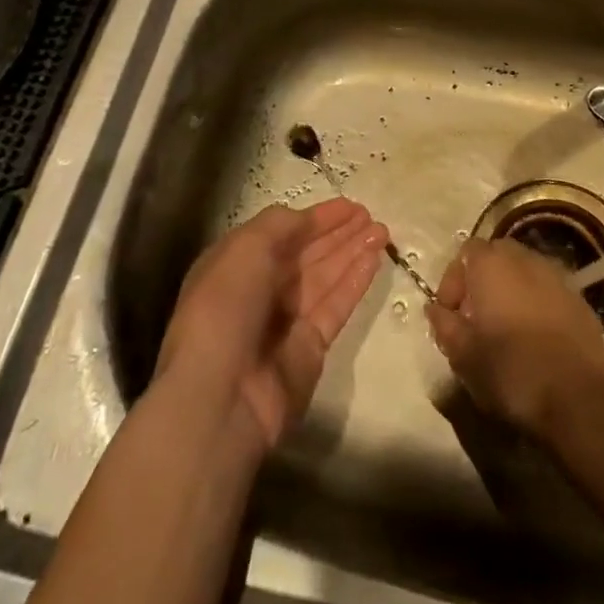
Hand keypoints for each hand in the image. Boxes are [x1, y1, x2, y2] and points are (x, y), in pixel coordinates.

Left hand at [158, 199, 387, 454]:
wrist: (220, 397)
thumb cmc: (225, 310)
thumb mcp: (244, 250)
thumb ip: (279, 226)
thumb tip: (306, 219)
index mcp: (236, 265)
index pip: (281, 234)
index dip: (315, 218)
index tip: (349, 206)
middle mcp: (260, 290)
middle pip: (306, 254)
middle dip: (338, 234)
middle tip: (371, 216)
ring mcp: (286, 321)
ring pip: (325, 277)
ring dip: (352, 252)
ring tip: (383, 231)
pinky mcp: (310, 349)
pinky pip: (336, 306)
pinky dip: (355, 282)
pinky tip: (375, 260)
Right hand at [425, 239, 603, 442]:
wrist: (577, 402)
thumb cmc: (510, 373)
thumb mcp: (463, 355)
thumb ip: (445, 324)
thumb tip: (435, 309)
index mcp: (494, 266)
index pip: (467, 251)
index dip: (453, 280)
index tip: (449, 313)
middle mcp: (527, 261)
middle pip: (498, 256)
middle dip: (483, 280)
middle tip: (475, 317)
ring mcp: (559, 279)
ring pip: (526, 272)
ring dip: (511, 291)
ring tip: (505, 329)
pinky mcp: (581, 303)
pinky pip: (550, 293)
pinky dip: (537, 305)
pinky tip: (535, 339)